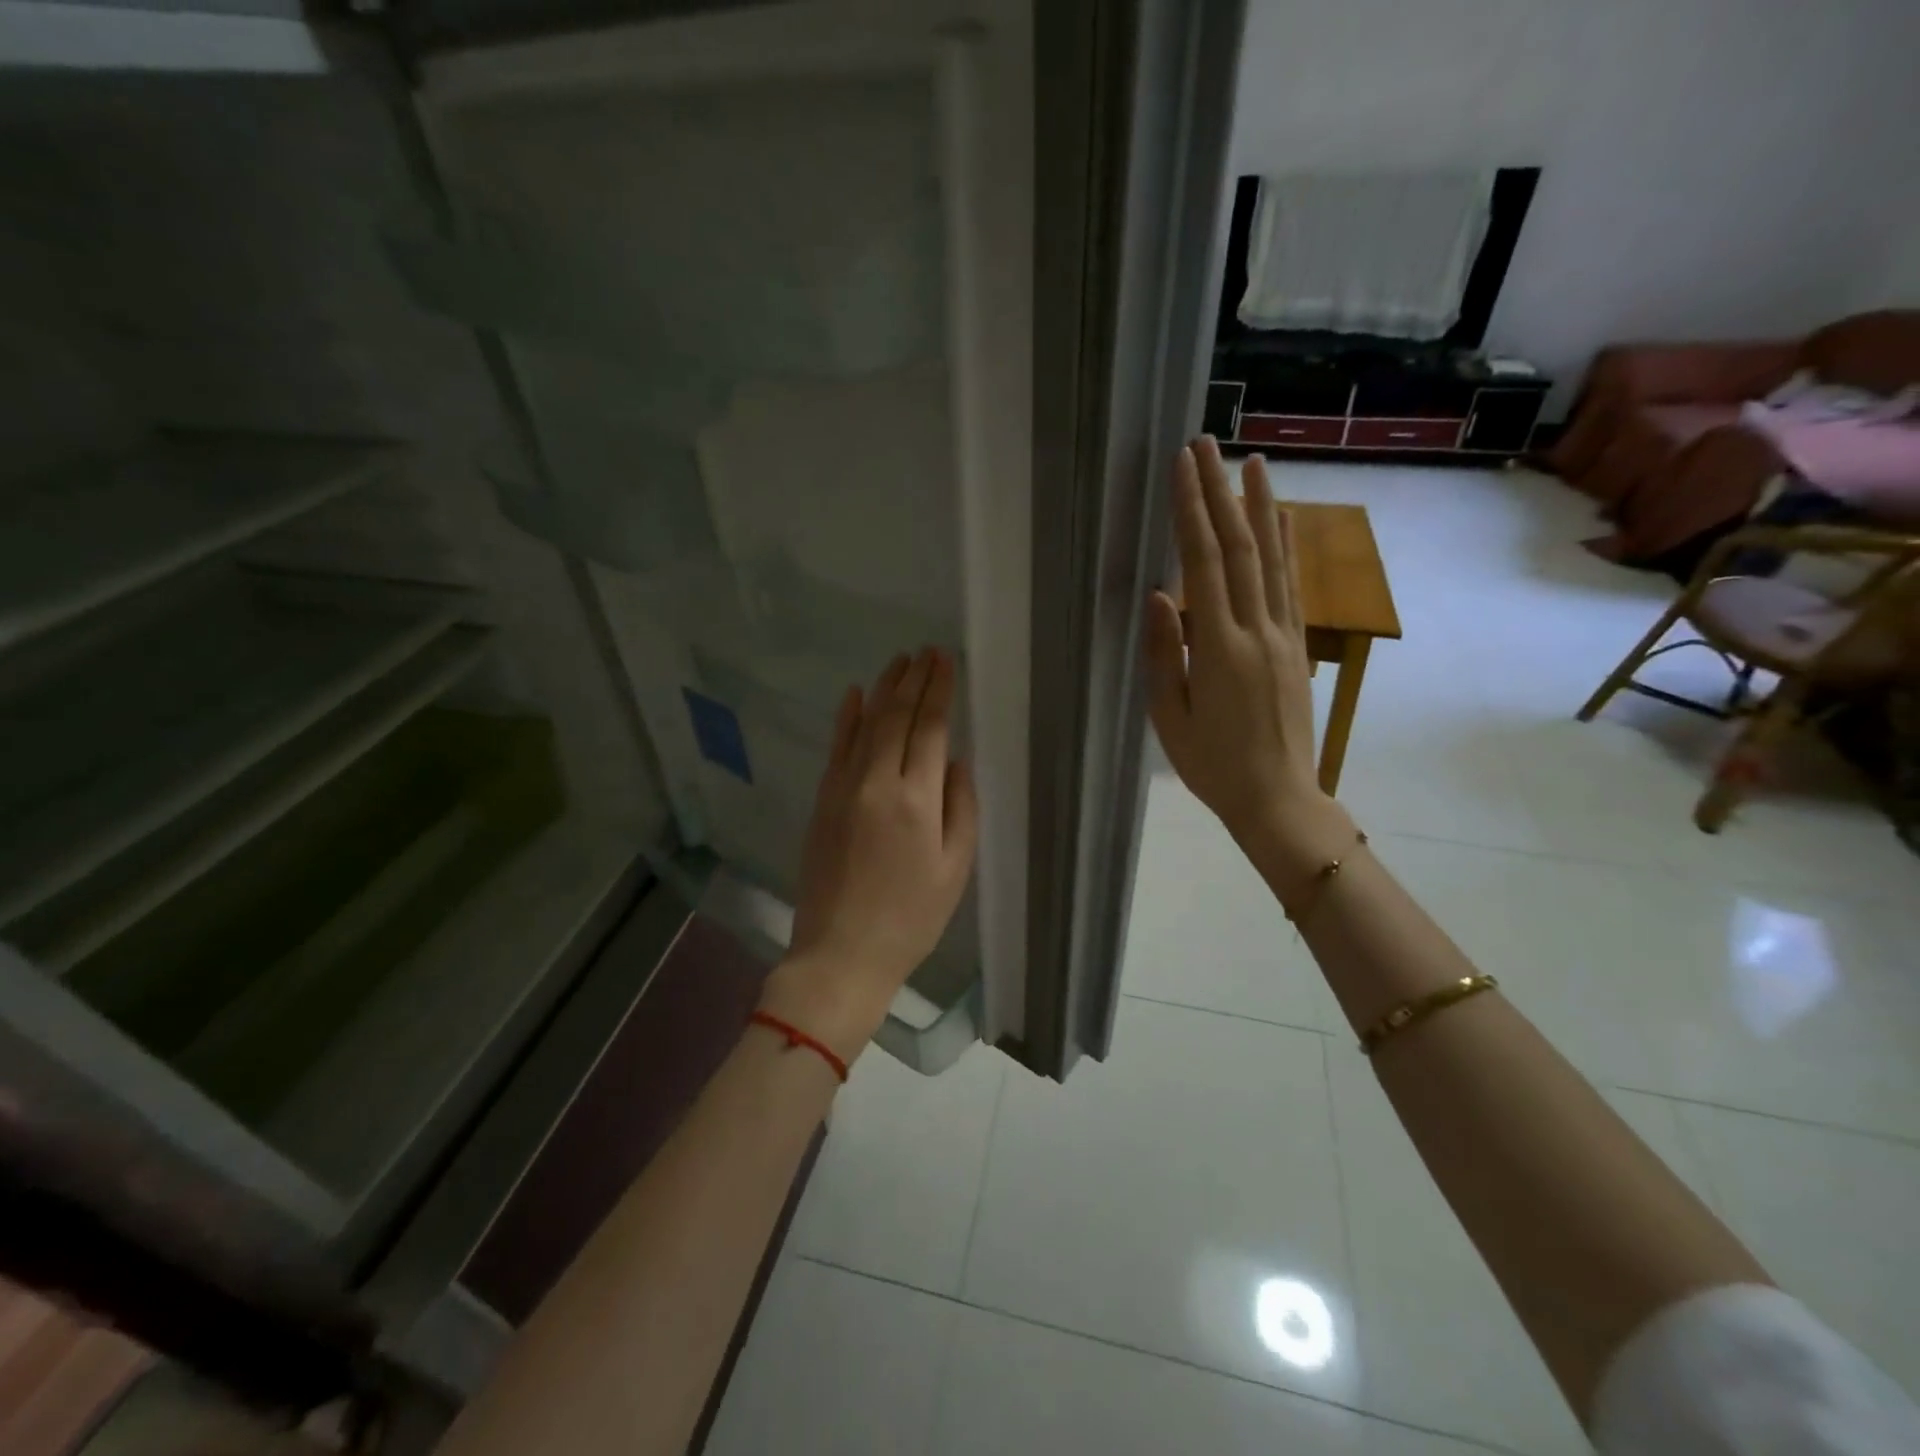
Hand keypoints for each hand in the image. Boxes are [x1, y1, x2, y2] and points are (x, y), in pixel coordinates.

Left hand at [760, 647, 979, 1063]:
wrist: (842, 952)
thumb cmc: (911, 917)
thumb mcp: (955, 869)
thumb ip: (961, 807)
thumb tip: (956, 761)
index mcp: (917, 800)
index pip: (931, 728)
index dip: (939, 690)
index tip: (945, 660)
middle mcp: (878, 782)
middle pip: (897, 717)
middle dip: (914, 679)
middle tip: (926, 651)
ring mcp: (844, 788)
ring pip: (866, 724)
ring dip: (883, 689)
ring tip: (899, 661)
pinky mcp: (823, 800)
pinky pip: (836, 748)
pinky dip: (846, 718)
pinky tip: (855, 694)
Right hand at [1143, 438, 1351, 882]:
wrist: (1278, 798)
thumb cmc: (1212, 765)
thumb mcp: (1171, 717)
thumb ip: (1165, 653)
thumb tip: (1159, 595)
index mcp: (1219, 648)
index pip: (1203, 565)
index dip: (1192, 512)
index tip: (1182, 467)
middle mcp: (1257, 630)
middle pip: (1239, 548)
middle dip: (1221, 493)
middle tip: (1207, 445)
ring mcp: (1283, 636)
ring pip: (1272, 559)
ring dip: (1261, 507)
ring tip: (1253, 462)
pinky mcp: (1296, 647)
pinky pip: (1290, 587)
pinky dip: (1286, 547)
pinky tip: (1283, 520)